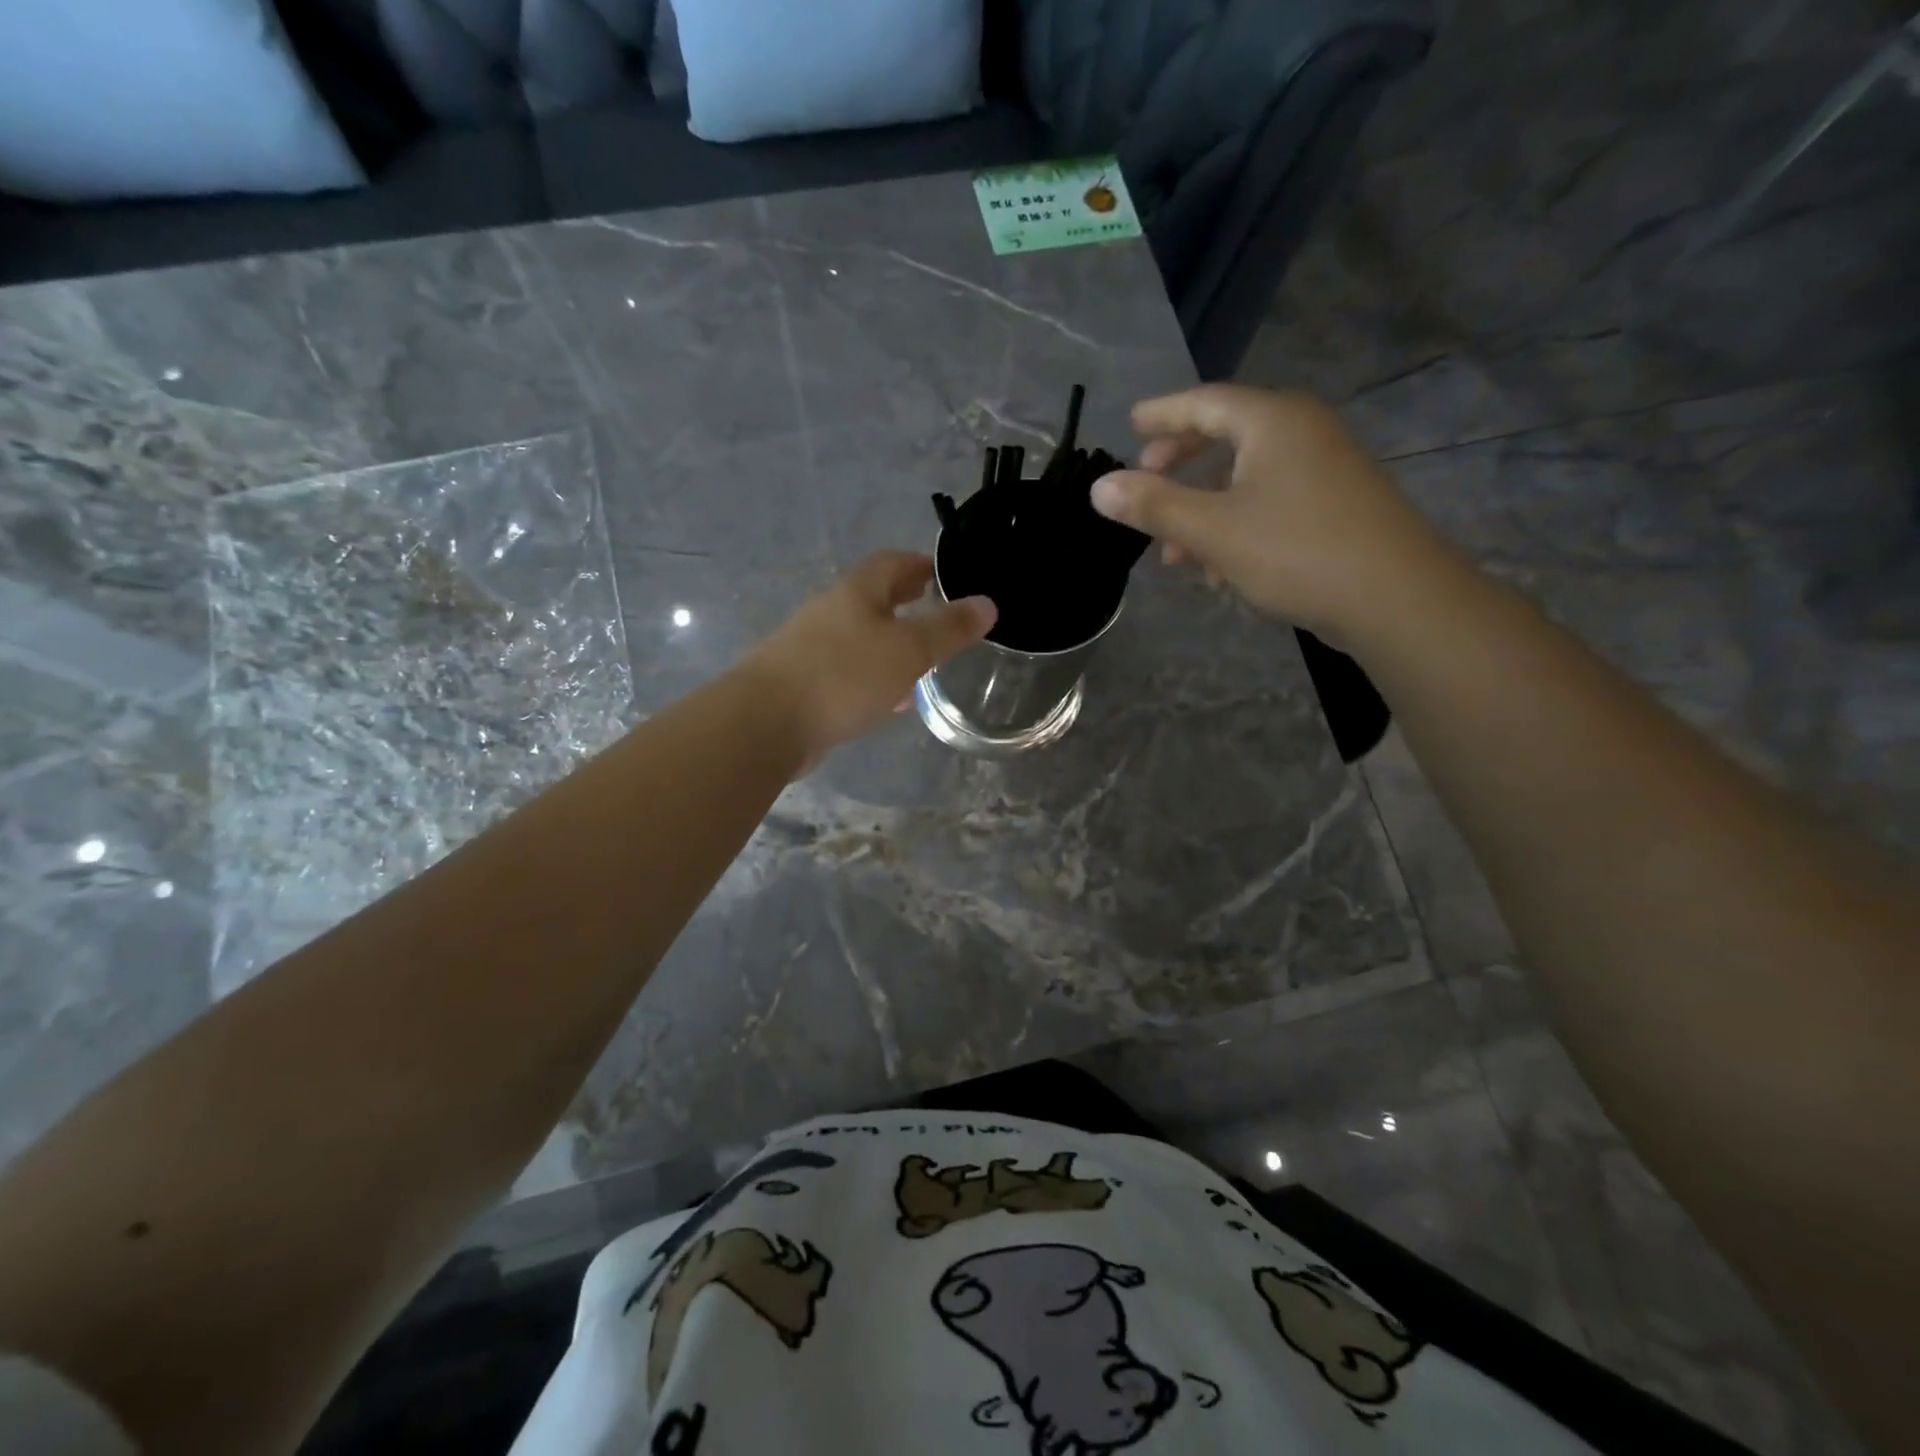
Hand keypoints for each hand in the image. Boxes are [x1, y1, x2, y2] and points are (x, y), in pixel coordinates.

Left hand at [744, 551, 995, 765]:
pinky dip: (873, 676)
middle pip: (872, 598)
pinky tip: (888, 700)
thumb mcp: (908, 651)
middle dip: (905, 603)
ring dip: (890, 643)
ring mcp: (811, 648)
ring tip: (921, 661)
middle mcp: (830, 612)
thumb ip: (948, 629)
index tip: (943, 575)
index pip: (891, 562)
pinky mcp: (802, 683)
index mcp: (855, 592)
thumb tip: (987, 603)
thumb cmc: (843, 676)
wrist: (766, 723)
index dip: (919, 564)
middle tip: (934, 611)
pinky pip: (847, 671)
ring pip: (860, 637)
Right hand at [1089, 385, 1456, 639]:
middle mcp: (1302, 432)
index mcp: (1272, 421)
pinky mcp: (1337, 504)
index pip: (1204, 402)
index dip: (1162, 413)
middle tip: (1146, 483)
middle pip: (1226, 436)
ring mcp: (1325, 467)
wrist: (1396, 597)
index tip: (1130, 424)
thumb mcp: (1212, 530)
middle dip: (1180, 466)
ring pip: (1247, 477)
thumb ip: (1154, 506)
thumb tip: (1100, 487)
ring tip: (1175, 553)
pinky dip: (1237, 523)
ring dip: (1205, 508)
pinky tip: (1221, 567)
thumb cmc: (1296, 551)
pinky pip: (1271, 501)